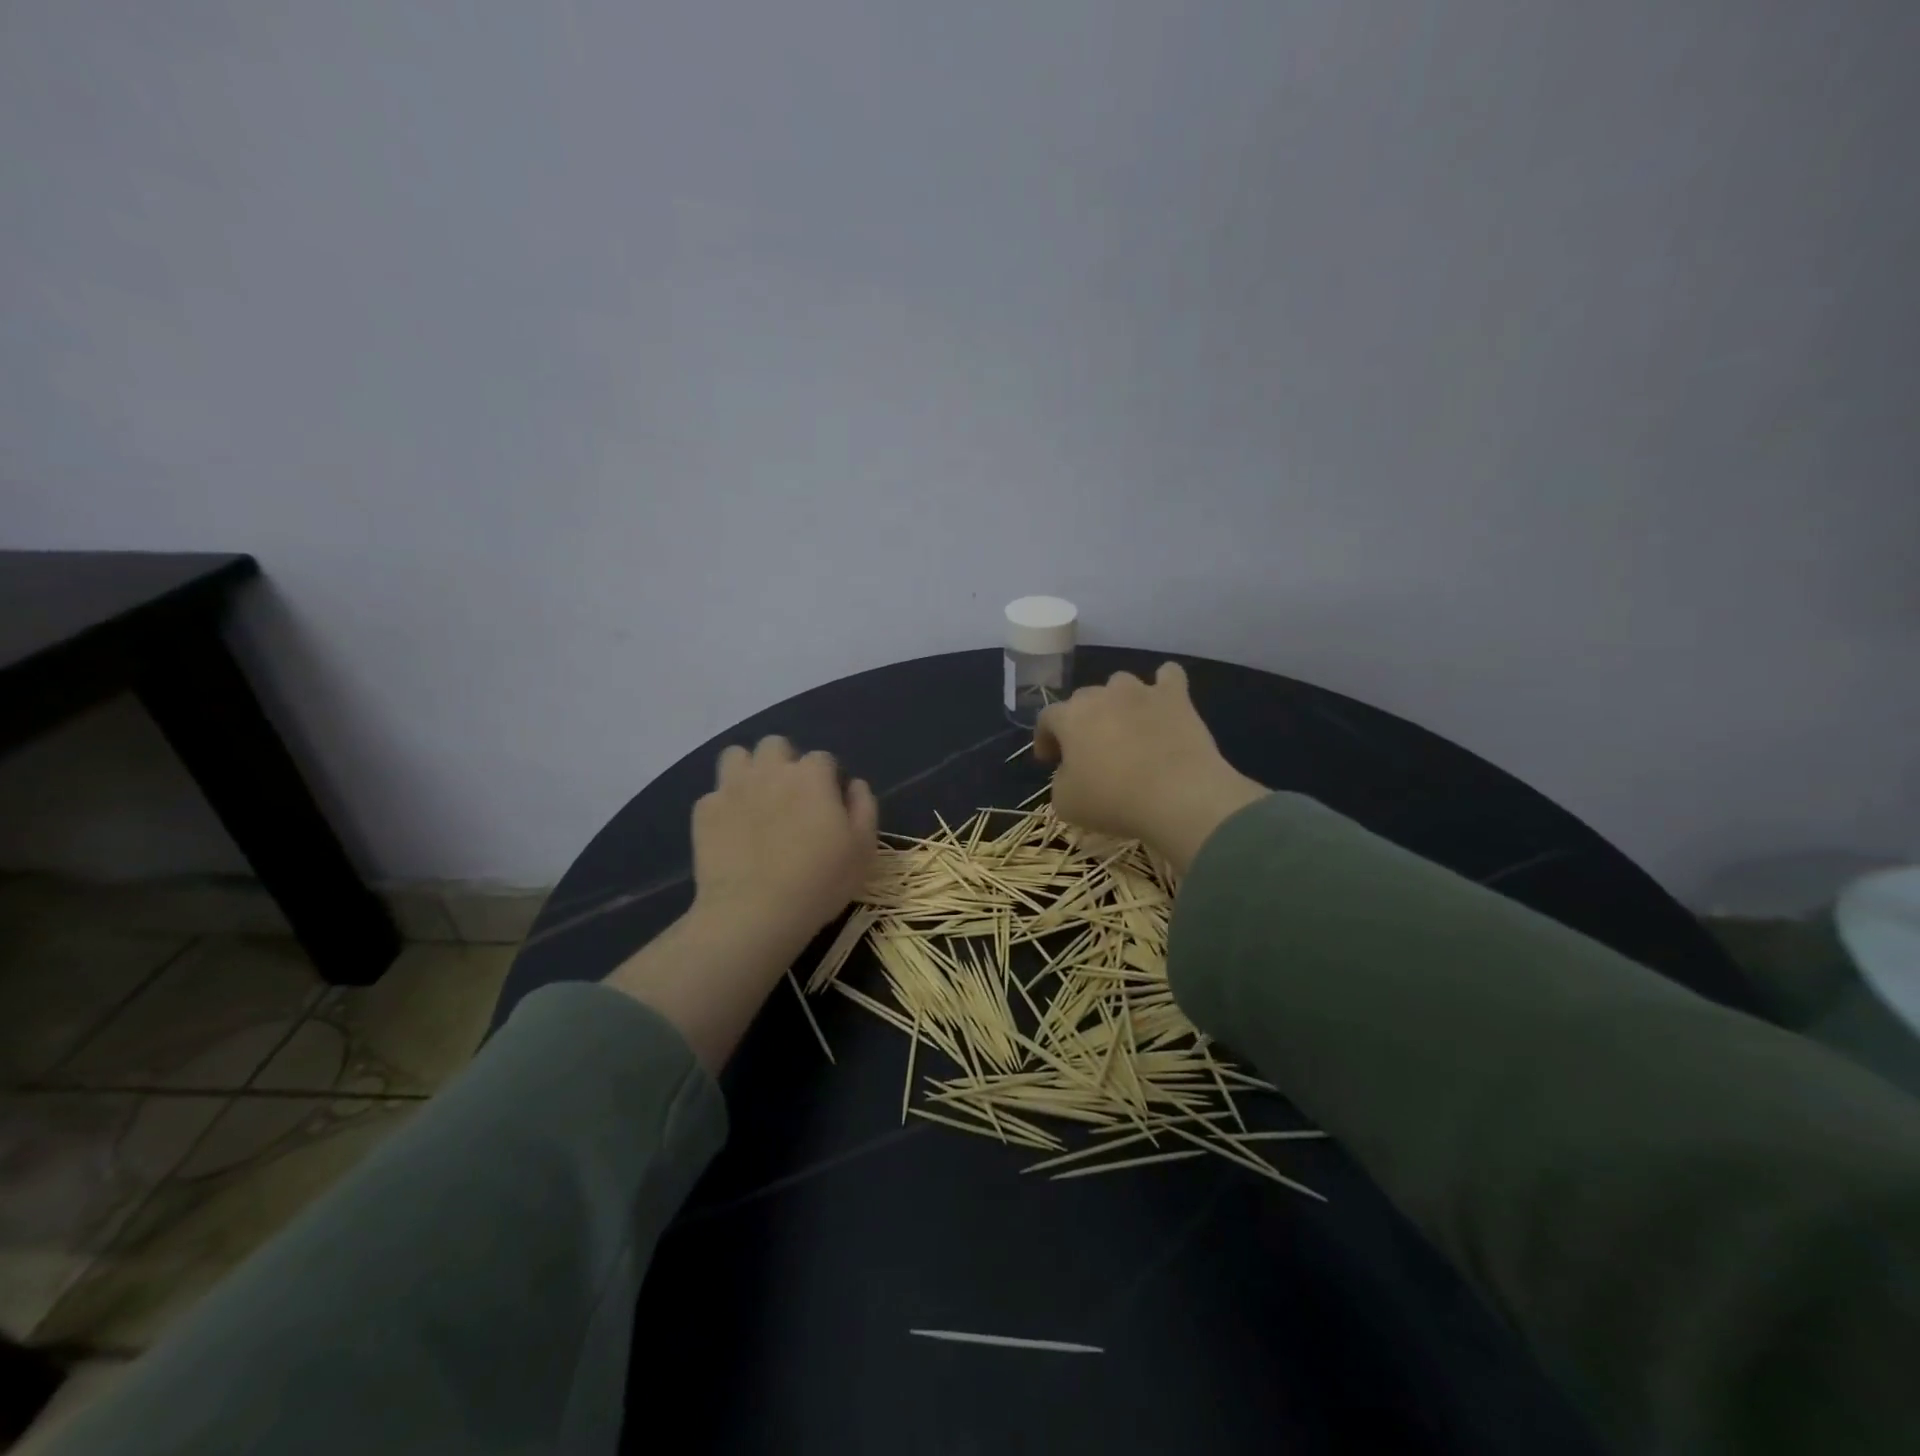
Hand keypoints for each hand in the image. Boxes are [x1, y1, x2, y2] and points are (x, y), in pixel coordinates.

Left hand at [691, 736, 877, 955]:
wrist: (754, 913)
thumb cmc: (819, 881)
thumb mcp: (863, 849)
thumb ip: (864, 807)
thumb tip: (854, 784)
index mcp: (811, 775)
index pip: (823, 758)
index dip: (828, 779)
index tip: (829, 805)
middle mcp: (770, 770)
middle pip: (775, 745)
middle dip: (784, 762)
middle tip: (791, 797)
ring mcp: (732, 788)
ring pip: (737, 756)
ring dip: (748, 770)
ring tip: (756, 800)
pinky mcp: (704, 811)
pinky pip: (714, 794)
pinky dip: (724, 807)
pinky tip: (732, 831)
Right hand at [1035, 662, 1265, 873]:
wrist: (1177, 795)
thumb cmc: (1113, 800)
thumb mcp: (1066, 802)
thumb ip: (1060, 780)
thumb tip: (1070, 772)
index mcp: (1070, 717)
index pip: (1046, 718)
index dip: (1045, 738)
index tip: (1049, 760)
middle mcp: (1102, 694)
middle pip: (1083, 698)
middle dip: (1081, 721)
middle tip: (1088, 750)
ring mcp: (1140, 691)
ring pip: (1120, 683)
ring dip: (1118, 701)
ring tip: (1125, 726)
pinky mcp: (1176, 697)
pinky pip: (1169, 675)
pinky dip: (1164, 685)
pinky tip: (1164, 701)